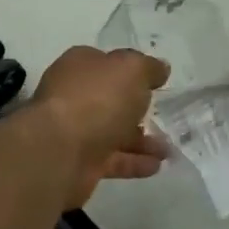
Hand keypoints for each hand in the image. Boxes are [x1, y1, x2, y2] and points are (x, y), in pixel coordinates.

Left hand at [30, 46, 170, 207]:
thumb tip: (160, 68)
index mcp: (80, 66)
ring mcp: (75, 131)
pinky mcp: (80, 163)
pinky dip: (134, 162)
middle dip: (136, 108)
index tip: (155, 81)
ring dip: (141, 140)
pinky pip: (113, 159)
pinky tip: (157, 166)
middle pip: (109, 99)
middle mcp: (74, 96)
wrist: (60, 152)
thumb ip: (148, 67)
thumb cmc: (96, 99)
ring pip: (113, 132)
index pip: (106, 63)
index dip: (130, 70)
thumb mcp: (131, 70)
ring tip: (168, 149)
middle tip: (164, 115)